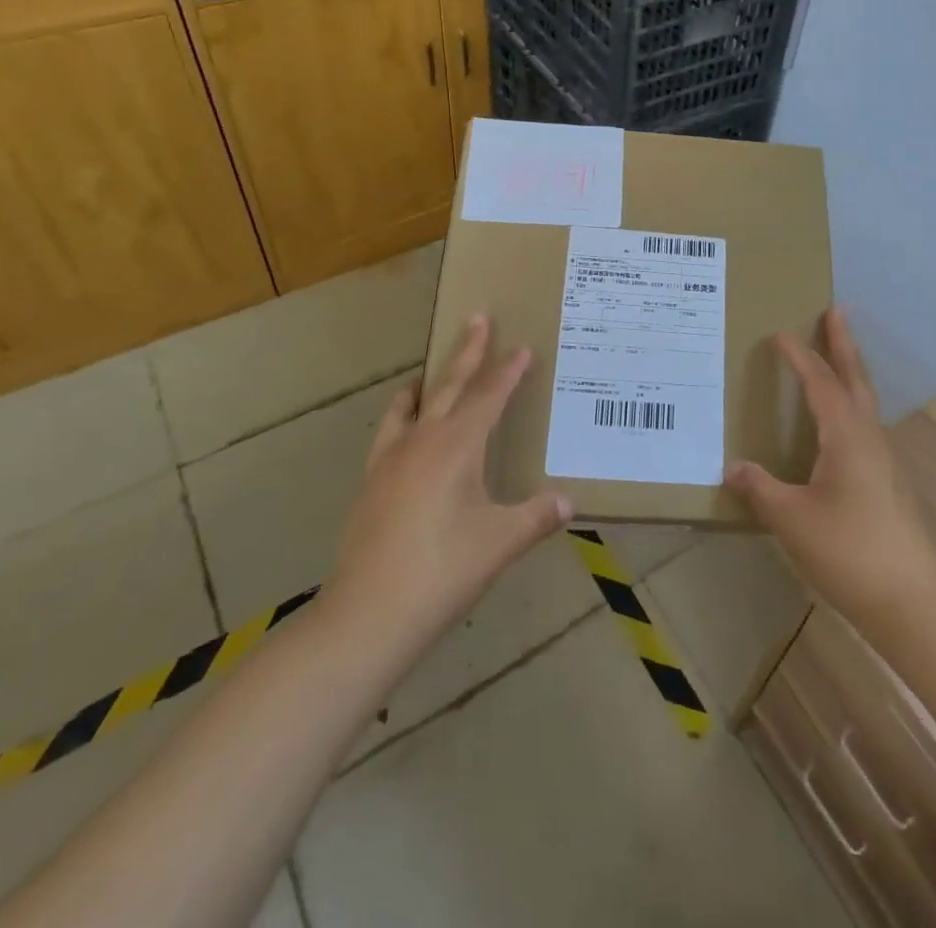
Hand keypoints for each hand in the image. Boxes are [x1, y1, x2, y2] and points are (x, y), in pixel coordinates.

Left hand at [323, 316, 571, 654]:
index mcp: (456, 447)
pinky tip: (404, 434)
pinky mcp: (370, 485)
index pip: (488, 397)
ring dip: (428, 383)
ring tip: (430, 372)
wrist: (367, 617)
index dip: (508, 371)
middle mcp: (421, 442)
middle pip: (449, 386)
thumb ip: (536, 517)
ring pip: (411, 406)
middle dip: (467, 352)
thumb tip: (569, 502)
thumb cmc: (442, 572)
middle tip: (477, 318)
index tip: (522, 347)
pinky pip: (389, 434)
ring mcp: (389, 461)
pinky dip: (401, 418)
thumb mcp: (499, 543)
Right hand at [725, 309, 935, 628]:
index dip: (799, 356)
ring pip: (864, 401)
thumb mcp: (792, 519)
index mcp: (846, 435)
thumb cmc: (849, 551)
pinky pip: (865, 424)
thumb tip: (732, 467)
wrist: (912, 600)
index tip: (779, 333)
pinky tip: (838, 423)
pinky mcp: (886, 481)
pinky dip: (850, 403)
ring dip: (849, 371)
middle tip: (835, 311)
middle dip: (843, 343)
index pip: (819, 382)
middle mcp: (868, 437)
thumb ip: (760, 488)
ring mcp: (882, 459)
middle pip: (855, 378)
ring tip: (834, 356)